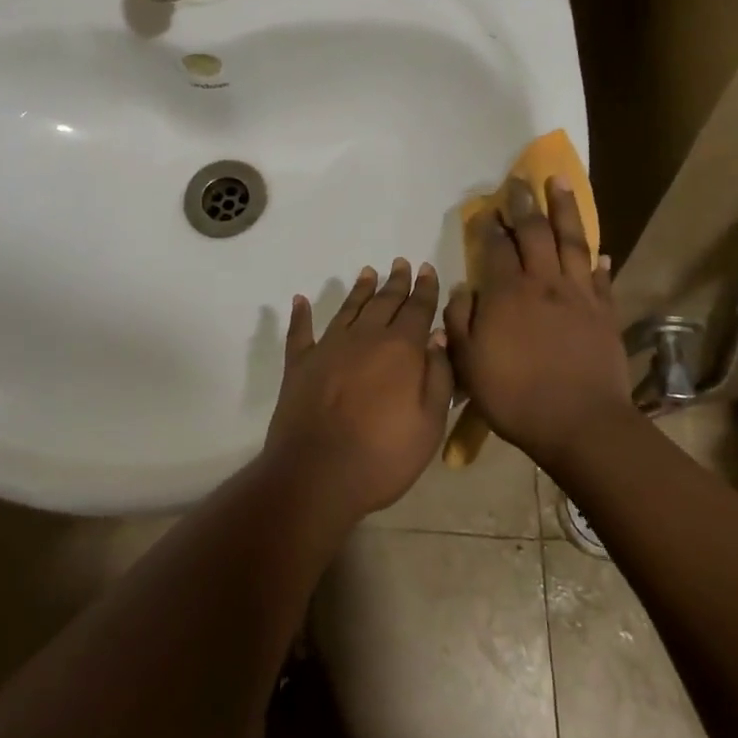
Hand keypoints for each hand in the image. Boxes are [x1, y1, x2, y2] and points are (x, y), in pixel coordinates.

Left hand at [262, 259, 453, 526]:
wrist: (318, 474)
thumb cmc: (383, 456)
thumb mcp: (429, 423)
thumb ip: (438, 376)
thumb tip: (438, 335)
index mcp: (400, 349)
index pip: (417, 309)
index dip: (425, 289)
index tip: (427, 269)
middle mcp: (364, 337)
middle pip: (384, 302)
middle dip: (396, 282)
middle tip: (400, 263)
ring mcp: (328, 347)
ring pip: (348, 309)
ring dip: (359, 290)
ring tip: (368, 272)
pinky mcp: (299, 364)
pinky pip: (300, 331)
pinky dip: (300, 315)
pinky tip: (300, 300)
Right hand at [444, 178, 631, 468]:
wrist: (580, 424)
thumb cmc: (515, 395)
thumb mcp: (469, 362)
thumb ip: (460, 320)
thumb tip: (461, 288)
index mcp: (507, 293)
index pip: (495, 247)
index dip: (489, 225)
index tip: (485, 209)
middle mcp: (543, 283)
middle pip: (534, 232)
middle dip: (524, 203)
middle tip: (520, 181)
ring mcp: (578, 295)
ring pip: (571, 241)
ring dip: (564, 209)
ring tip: (560, 182)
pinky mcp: (604, 312)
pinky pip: (600, 278)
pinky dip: (597, 261)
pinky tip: (598, 251)